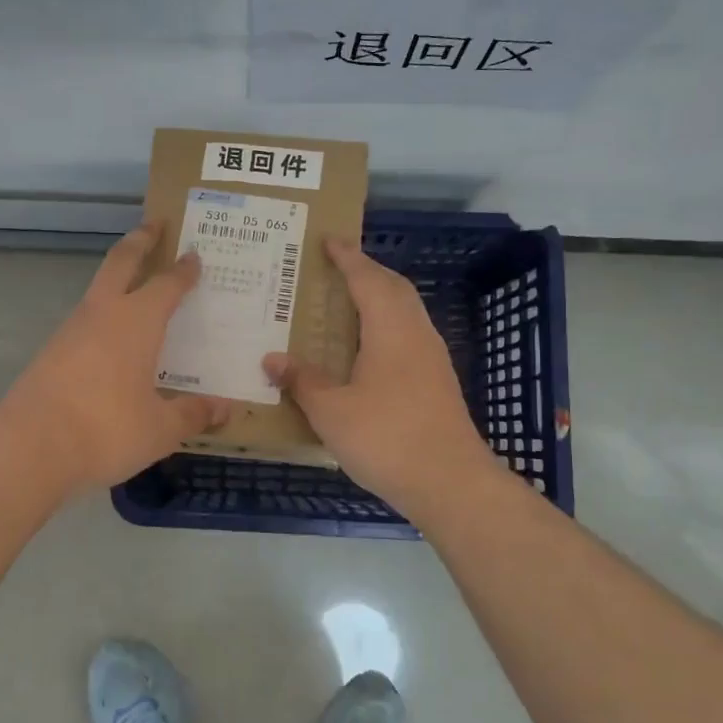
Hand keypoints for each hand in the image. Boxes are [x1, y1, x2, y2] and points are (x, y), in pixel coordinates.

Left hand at [0, 224, 230, 490]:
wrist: (29, 447)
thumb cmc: (106, 429)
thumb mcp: (160, 429)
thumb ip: (193, 414)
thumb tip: (225, 408)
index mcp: (137, 322)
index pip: (166, 284)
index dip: (183, 270)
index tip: (193, 255)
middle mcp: (103, 314)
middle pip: (121, 262)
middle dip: (139, 241)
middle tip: (154, 224)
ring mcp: (71, 331)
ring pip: (98, 291)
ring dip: (118, 280)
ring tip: (138, 290)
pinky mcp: (50, 353)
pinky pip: (85, 323)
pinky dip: (103, 318)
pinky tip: (112, 343)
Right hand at [263, 237, 493, 512]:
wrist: (450, 482)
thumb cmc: (386, 438)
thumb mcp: (331, 411)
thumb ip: (302, 381)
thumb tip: (272, 358)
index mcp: (390, 329)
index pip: (367, 279)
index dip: (348, 257)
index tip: (329, 240)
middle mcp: (416, 334)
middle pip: (394, 288)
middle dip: (368, 271)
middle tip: (338, 267)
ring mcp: (432, 359)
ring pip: (407, 312)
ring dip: (380, 297)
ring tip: (350, 302)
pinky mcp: (438, 382)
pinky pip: (410, 335)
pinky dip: (388, 325)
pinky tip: (369, 349)